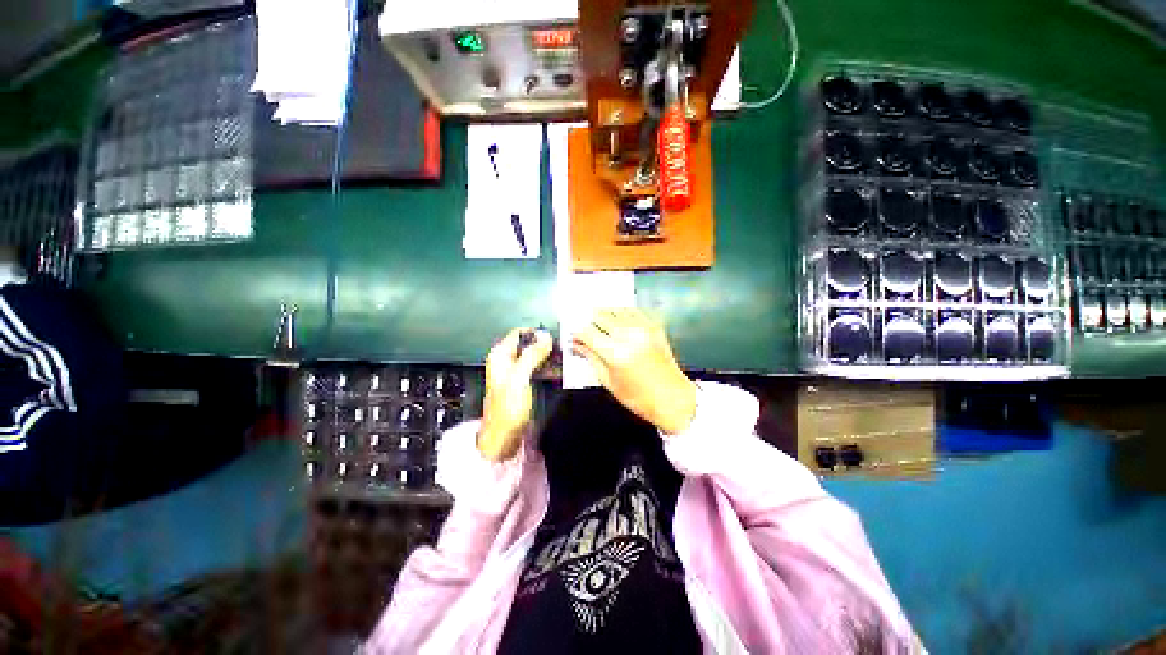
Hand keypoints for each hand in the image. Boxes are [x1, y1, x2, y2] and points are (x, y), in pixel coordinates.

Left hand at [478, 328, 552, 460]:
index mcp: (501, 355)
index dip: (537, 334)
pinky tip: (559, 372)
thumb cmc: (507, 408)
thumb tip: (546, 336)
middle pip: (530, 344)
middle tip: (563, 350)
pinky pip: (539, 369)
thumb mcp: (520, 377)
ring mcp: (516, 371)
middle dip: (547, 346)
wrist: (503, 436)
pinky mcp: (524, 382)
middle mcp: (508, 360)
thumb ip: (532, 355)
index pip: (520, 333)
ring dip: (550, 357)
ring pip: (536, 356)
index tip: (555, 338)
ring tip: (565, 360)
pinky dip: (548, 368)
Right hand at [572, 309, 696, 434]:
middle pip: (600, 315)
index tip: (575, 338)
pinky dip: (622, 314)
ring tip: (602, 325)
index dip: (577, 334)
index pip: (587, 332)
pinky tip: (619, 322)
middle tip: (588, 331)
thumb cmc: (637, 397)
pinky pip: (633, 311)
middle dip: (590, 322)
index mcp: (615, 353)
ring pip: (616, 309)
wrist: (672, 398)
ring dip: (605, 315)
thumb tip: (577, 344)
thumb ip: (591, 359)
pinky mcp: (654, 326)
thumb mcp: (608, 381)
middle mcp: (628, 335)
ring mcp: (643, 328)